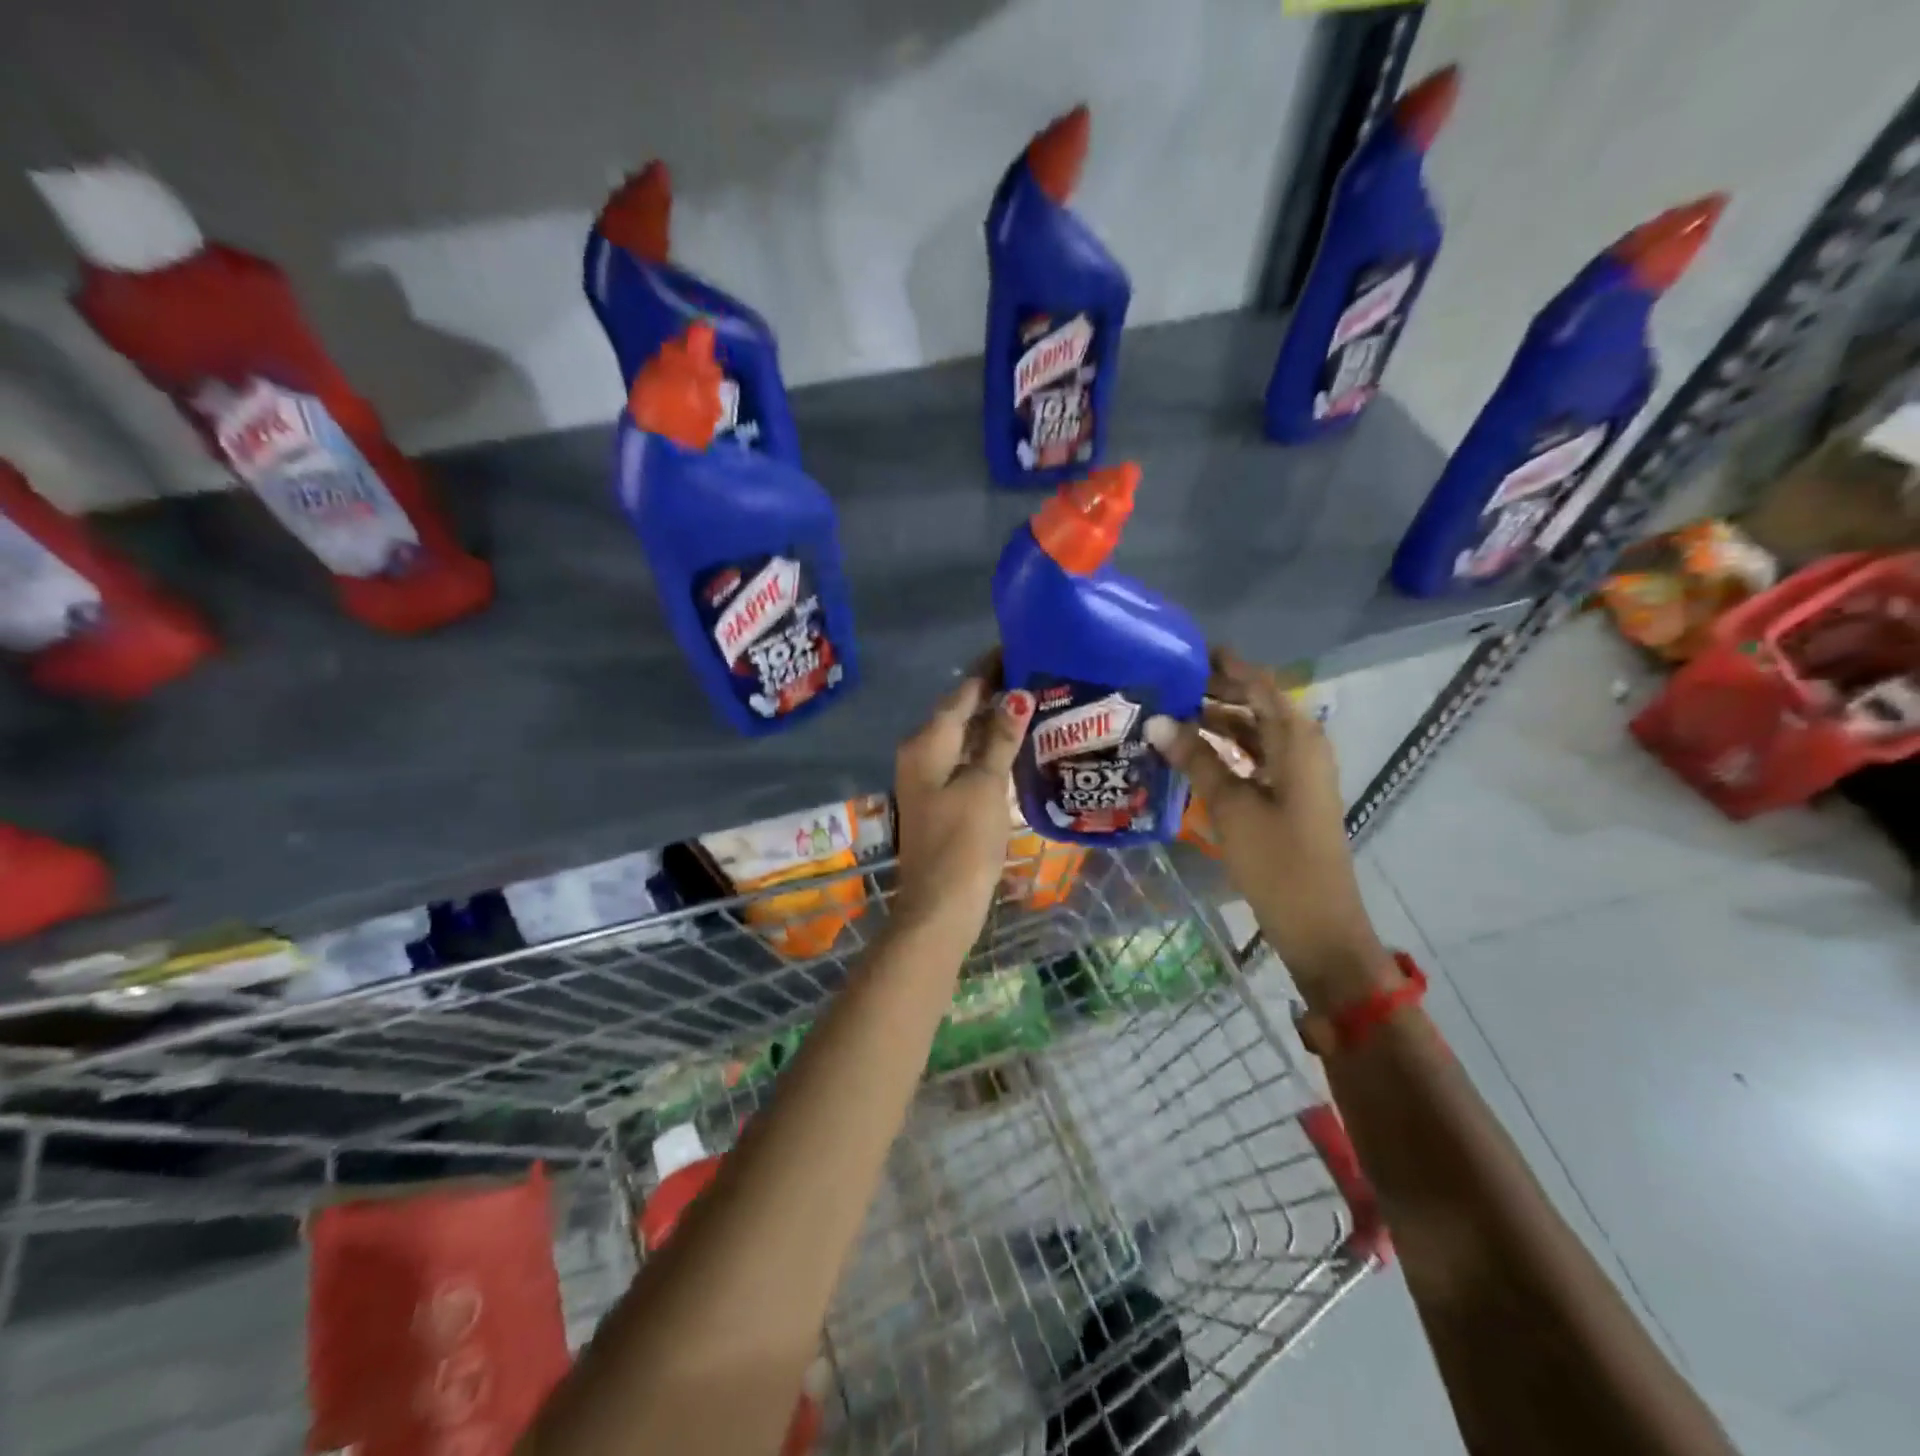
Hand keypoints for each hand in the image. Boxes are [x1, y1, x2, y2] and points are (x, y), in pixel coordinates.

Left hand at [891, 660, 1033, 945]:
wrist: (940, 906)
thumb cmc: (963, 843)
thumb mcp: (985, 786)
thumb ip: (1001, 740)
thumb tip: (1017, 695)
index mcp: (927, 742)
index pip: (963, 692)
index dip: (991, 669)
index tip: (1022, 647)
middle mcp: (921, 752)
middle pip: (961, 711)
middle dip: (996, 693)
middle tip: (1039, 673)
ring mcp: (929, 776)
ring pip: (965, 736)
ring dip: (995, 720)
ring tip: (1036, 701)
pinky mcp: (941, 797)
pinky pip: (966, 759)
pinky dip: (989, 748)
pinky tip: (1017, 744)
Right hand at [1145, 651, 1393, 1005]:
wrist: (1317, 922)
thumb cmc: (1277, 860)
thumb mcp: (1231, 806)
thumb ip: (1195, 758)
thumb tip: (1155, 720)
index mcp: (1297, 740)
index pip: (1258, 684)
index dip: (1224, 664)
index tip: (1183, 649)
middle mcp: (1302, 746)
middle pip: (1256, 704)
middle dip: (1214, 690)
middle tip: (1165, 682)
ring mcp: (1297, 772)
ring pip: (1253, 732)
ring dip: (1216, 721)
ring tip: (1168, 712)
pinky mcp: (1288, 794)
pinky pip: (1254, 757)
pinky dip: (1225, 749)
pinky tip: (1190, 751)